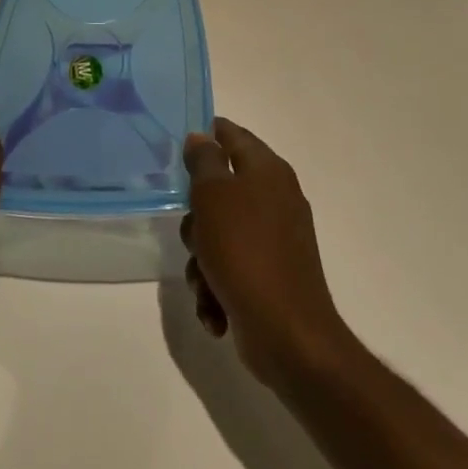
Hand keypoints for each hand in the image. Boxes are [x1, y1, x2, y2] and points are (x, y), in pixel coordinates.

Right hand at [182, 119, 348, 389]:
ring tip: (204, 282)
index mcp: (268, 171)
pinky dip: (217, 287)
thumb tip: (201, 137)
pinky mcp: (271, 277)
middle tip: (194, 232)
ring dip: (202, 260)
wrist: (287, 334)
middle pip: (221, 191)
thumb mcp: (213, 195)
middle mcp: (275, 199)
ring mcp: (276, 240)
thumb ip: (203, 161)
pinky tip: (214, 310)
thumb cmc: (244, 251)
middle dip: (197, 217)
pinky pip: (231, 269)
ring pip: (220, 234)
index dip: (207, 134)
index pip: (233, 135)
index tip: (180, 147)